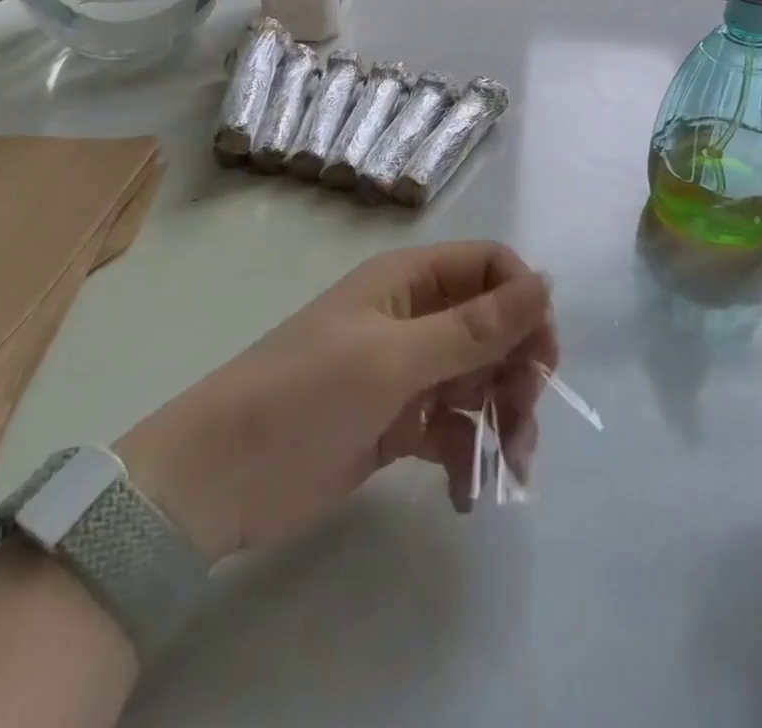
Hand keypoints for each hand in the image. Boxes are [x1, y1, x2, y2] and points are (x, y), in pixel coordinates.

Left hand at [115, 241, 554, 558]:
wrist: (216, 481)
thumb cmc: (305, 395)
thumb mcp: (395, 358)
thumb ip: (474, 327)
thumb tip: (545, 282)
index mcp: (408, 280)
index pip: (488, 266)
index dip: (522, 300)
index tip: (542, 353)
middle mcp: (412, 316)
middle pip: (491, 326)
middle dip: (516, 370)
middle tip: (523, 419)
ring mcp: (405, 371)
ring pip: (478, 380)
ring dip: (501, 419)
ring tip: (508, 468)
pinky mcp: (397, 423)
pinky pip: (452, 429)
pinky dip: (467, 455)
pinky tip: (467, 495)